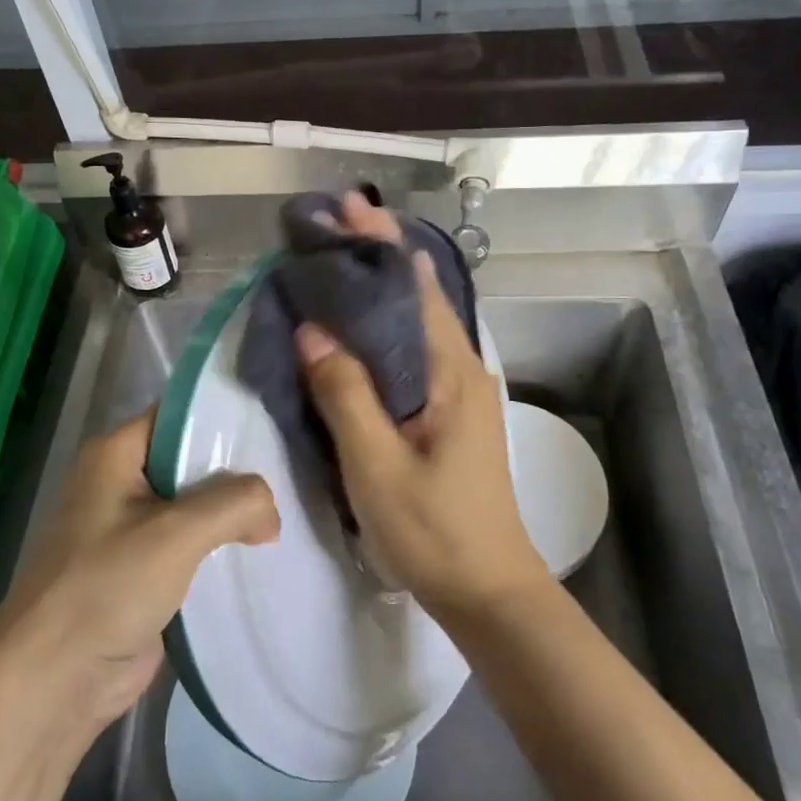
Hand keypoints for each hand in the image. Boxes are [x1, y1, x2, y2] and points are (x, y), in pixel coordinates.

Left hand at [0, 411, 277, 731]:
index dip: (224, 418)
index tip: (273, 425)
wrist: (55, 680)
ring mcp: (132, 528)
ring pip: (194, 506)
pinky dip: (221, 547)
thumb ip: (235, 504)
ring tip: (287, 511)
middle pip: (191, 460)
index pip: (179, 416)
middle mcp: (122, 482)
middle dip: (237, 471)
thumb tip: (270, 513)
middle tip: (290, 473)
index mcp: (116, 454)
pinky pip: (191, 545)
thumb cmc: (107, 587)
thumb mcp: (177, 533)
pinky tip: (262, 552)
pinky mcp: (143, 569)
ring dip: (232, 514)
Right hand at [296, 192, 550, 623]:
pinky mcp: (447, 413)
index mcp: (453, 372)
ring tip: (332, 267)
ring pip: (413, 325)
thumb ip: (345, 394)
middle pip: (416, 298)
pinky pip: (409, 355)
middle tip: (327, 230)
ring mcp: (458, 392)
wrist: (488, 590)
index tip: (345, 210)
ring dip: (376, 292)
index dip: (380, 245)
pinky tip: (351, 332)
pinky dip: (379, 330)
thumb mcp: (378, 465)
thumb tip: (312, 327)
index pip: (414, 288)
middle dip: (375, 259)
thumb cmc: (435, 530)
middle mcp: (462, 369)